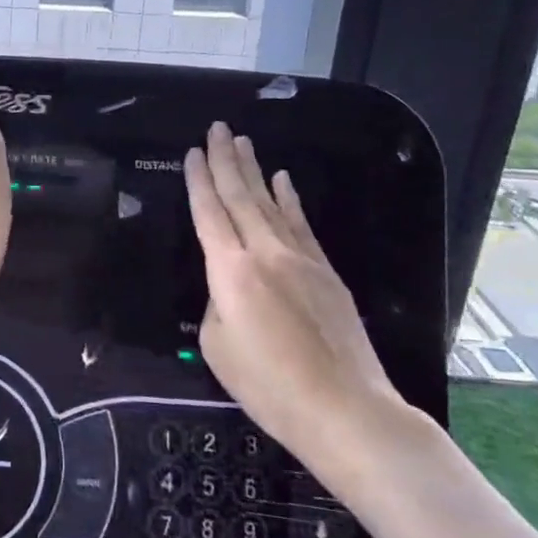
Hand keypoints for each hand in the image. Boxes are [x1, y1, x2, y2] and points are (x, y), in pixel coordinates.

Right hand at [185, 122, 408, 482]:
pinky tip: (284, 180)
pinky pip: (300, 224)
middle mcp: (264, 253)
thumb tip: (229, 289)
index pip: (209, 213)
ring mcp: (300, 259)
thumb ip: (216, 305)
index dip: (198, 181)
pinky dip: (289, 199)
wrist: (344, 408)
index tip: (192, 152)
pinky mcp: (325, 272)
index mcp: (230, 270)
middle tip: (217, 128)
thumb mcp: (217, 347)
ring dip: (255, 170)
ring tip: (244, 142)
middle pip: (240, 197)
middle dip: (226, 160)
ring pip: (271, 203)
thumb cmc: (268, 385)